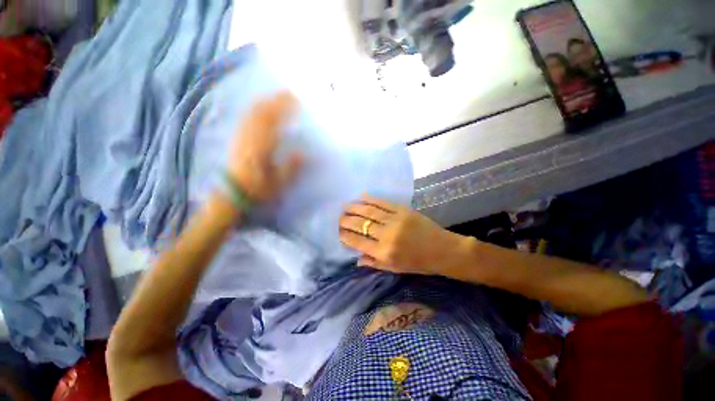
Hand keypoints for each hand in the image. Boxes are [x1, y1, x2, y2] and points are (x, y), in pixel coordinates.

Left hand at [227, 91, 302, 203]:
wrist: (233, 194)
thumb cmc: (258, 189)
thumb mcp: (278, 183)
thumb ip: (291, 168)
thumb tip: (302, 153)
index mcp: (261, 148)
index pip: (273, 122)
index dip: (284, 109)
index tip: (296, 101)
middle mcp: (249, 138)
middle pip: (261, 113)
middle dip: (275, 101)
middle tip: (289, 93)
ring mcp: (241, 137)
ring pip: (252, 114)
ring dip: (265, 102)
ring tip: (276, 97)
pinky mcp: (237, 139)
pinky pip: (245, 119)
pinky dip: (254, 110)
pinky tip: (260, 108)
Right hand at [338, 195, 467, 275]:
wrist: (443, 250)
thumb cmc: (419, 263)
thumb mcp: (395, 269)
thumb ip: (374, 263)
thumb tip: (356, 259)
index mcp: (384, 253)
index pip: (358, 242)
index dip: (346, 236)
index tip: (338, 232)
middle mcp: (387, 236)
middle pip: (361, 225)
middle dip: (346, 221)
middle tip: (338, 217)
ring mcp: (395, 220)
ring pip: (369, 211)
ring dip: (355, 207)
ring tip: (345, 206)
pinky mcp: (403, 210)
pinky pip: (383, 203)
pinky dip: (371, 199)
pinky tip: (362, 197)